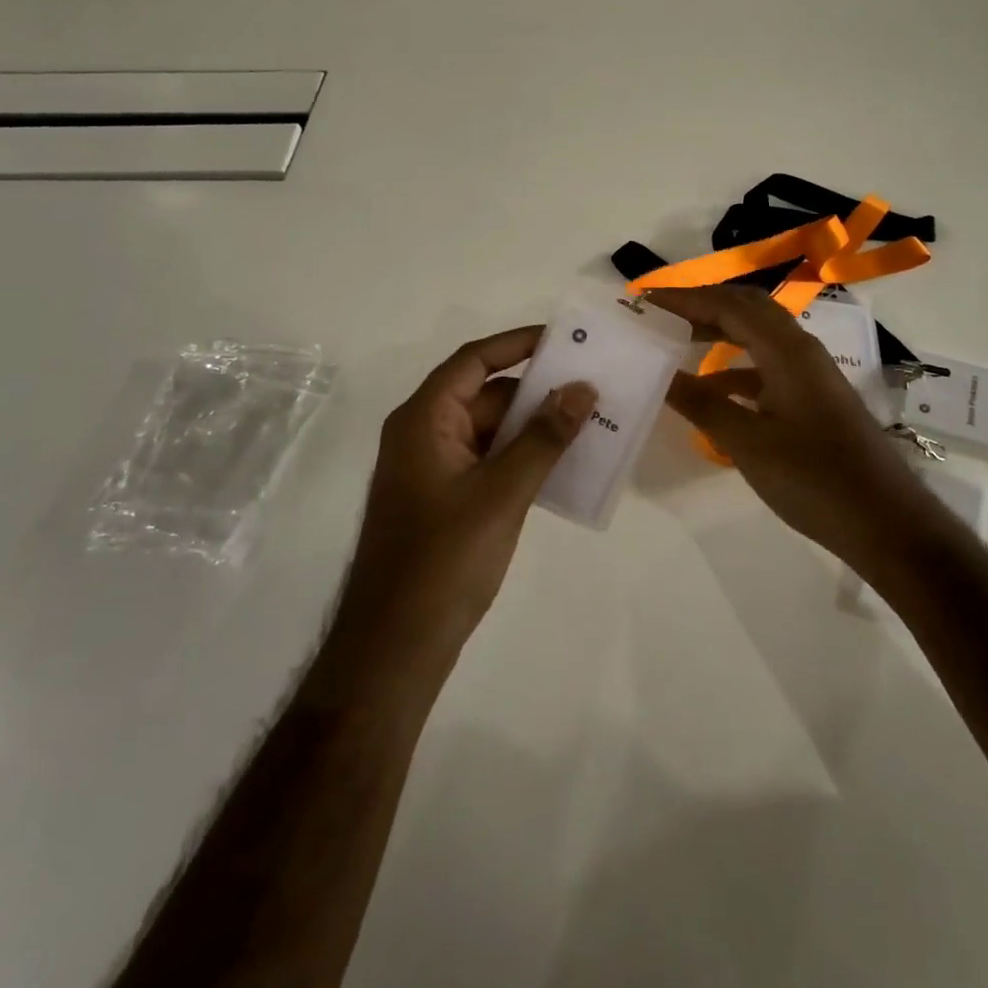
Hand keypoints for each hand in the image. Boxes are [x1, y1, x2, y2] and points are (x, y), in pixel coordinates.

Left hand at [323, 327, 595, 698]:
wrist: (395, 647)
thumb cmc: (443, 559)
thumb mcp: (501, 492)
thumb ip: (543, 438)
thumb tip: (581, 388)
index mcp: (424, 420)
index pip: (474, 361)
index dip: (518, 344)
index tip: (565, 341)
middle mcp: (424, 435)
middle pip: (485, 394)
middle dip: (537, 390)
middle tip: (592, 385)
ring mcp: (433, 470)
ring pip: (490, 431)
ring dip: (534, 427)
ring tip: (589, 422)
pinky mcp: (445, 501)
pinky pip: (489, 462)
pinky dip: (523, 458)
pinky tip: (563, 465)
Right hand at [649, 286, 932, 568]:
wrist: (884, 521)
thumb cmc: (814, 479)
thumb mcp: (748, 442)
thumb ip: (702, 405)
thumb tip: (659, 375)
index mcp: (787, 350)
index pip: (729, 305)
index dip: (685, 299)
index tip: (645, 301)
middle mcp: (801, 350)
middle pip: (746, 310)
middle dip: (701, 306)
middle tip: (659, 315)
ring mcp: (810, 374)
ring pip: (757, 337)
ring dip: (718, 333)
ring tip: (676, 343)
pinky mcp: (812, 399)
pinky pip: (766, 367)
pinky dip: (734, 369)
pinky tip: (710, 392)